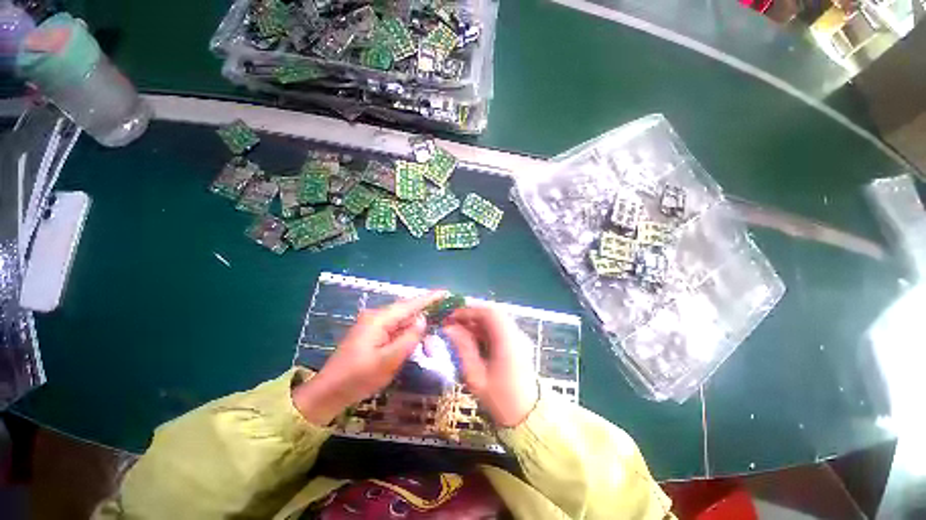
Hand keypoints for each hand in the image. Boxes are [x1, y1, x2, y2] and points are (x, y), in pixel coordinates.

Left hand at [293, 291, 444, 424]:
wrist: (328, 392)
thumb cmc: (358, 378)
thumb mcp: (388, 361)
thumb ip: (408, 338)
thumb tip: (423, 319)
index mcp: (379, 319)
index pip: (409, 304)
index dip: (429, 298)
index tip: (445, 293)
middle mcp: (376, 316)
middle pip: (406, 310)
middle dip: (425, 314)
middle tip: (443, 317)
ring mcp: (372, 324)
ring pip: (401, 320)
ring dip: (416, 327)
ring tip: (430, 337)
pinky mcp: (372, 333)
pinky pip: (395, 328)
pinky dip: (406, 333)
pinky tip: (414, 340)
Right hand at [442, 306, 539, 427]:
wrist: (528, 417)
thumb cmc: (500, 400)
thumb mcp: (476, 376)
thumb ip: (463, 348)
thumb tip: (449, 328)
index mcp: (508, 341)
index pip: (489, 313)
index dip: (469, 311)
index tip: (451, 316)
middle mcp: (516, 334)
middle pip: (493, 312)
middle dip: (471, 314)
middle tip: (454, 321)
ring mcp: (519, 338)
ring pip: (496, 319)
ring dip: (477, 321)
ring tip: (459, 329)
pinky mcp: (518, 343)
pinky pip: (500, 328)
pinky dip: (485, 328)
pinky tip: (472, 337)